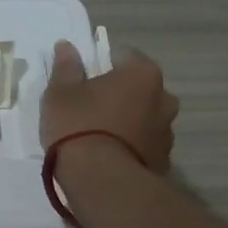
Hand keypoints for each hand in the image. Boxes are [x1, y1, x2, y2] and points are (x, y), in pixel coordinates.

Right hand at [41, 40, 177, 172]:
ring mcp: (167, 132)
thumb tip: (66, 46)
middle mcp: (164, 98)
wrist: (102, 181)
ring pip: (144, 117)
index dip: (102, 65)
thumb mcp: (60, 93)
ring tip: (98, 137)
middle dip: (119, 94)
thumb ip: (66, 67)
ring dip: (127, 121)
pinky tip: (108, 157)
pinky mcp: (163, 161)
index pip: (124, 56)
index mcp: (142, 74)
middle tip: (90, 108)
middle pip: (138, 88)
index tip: (84, 81)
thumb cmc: (79, 126)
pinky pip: (144, 145)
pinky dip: (131, 146)